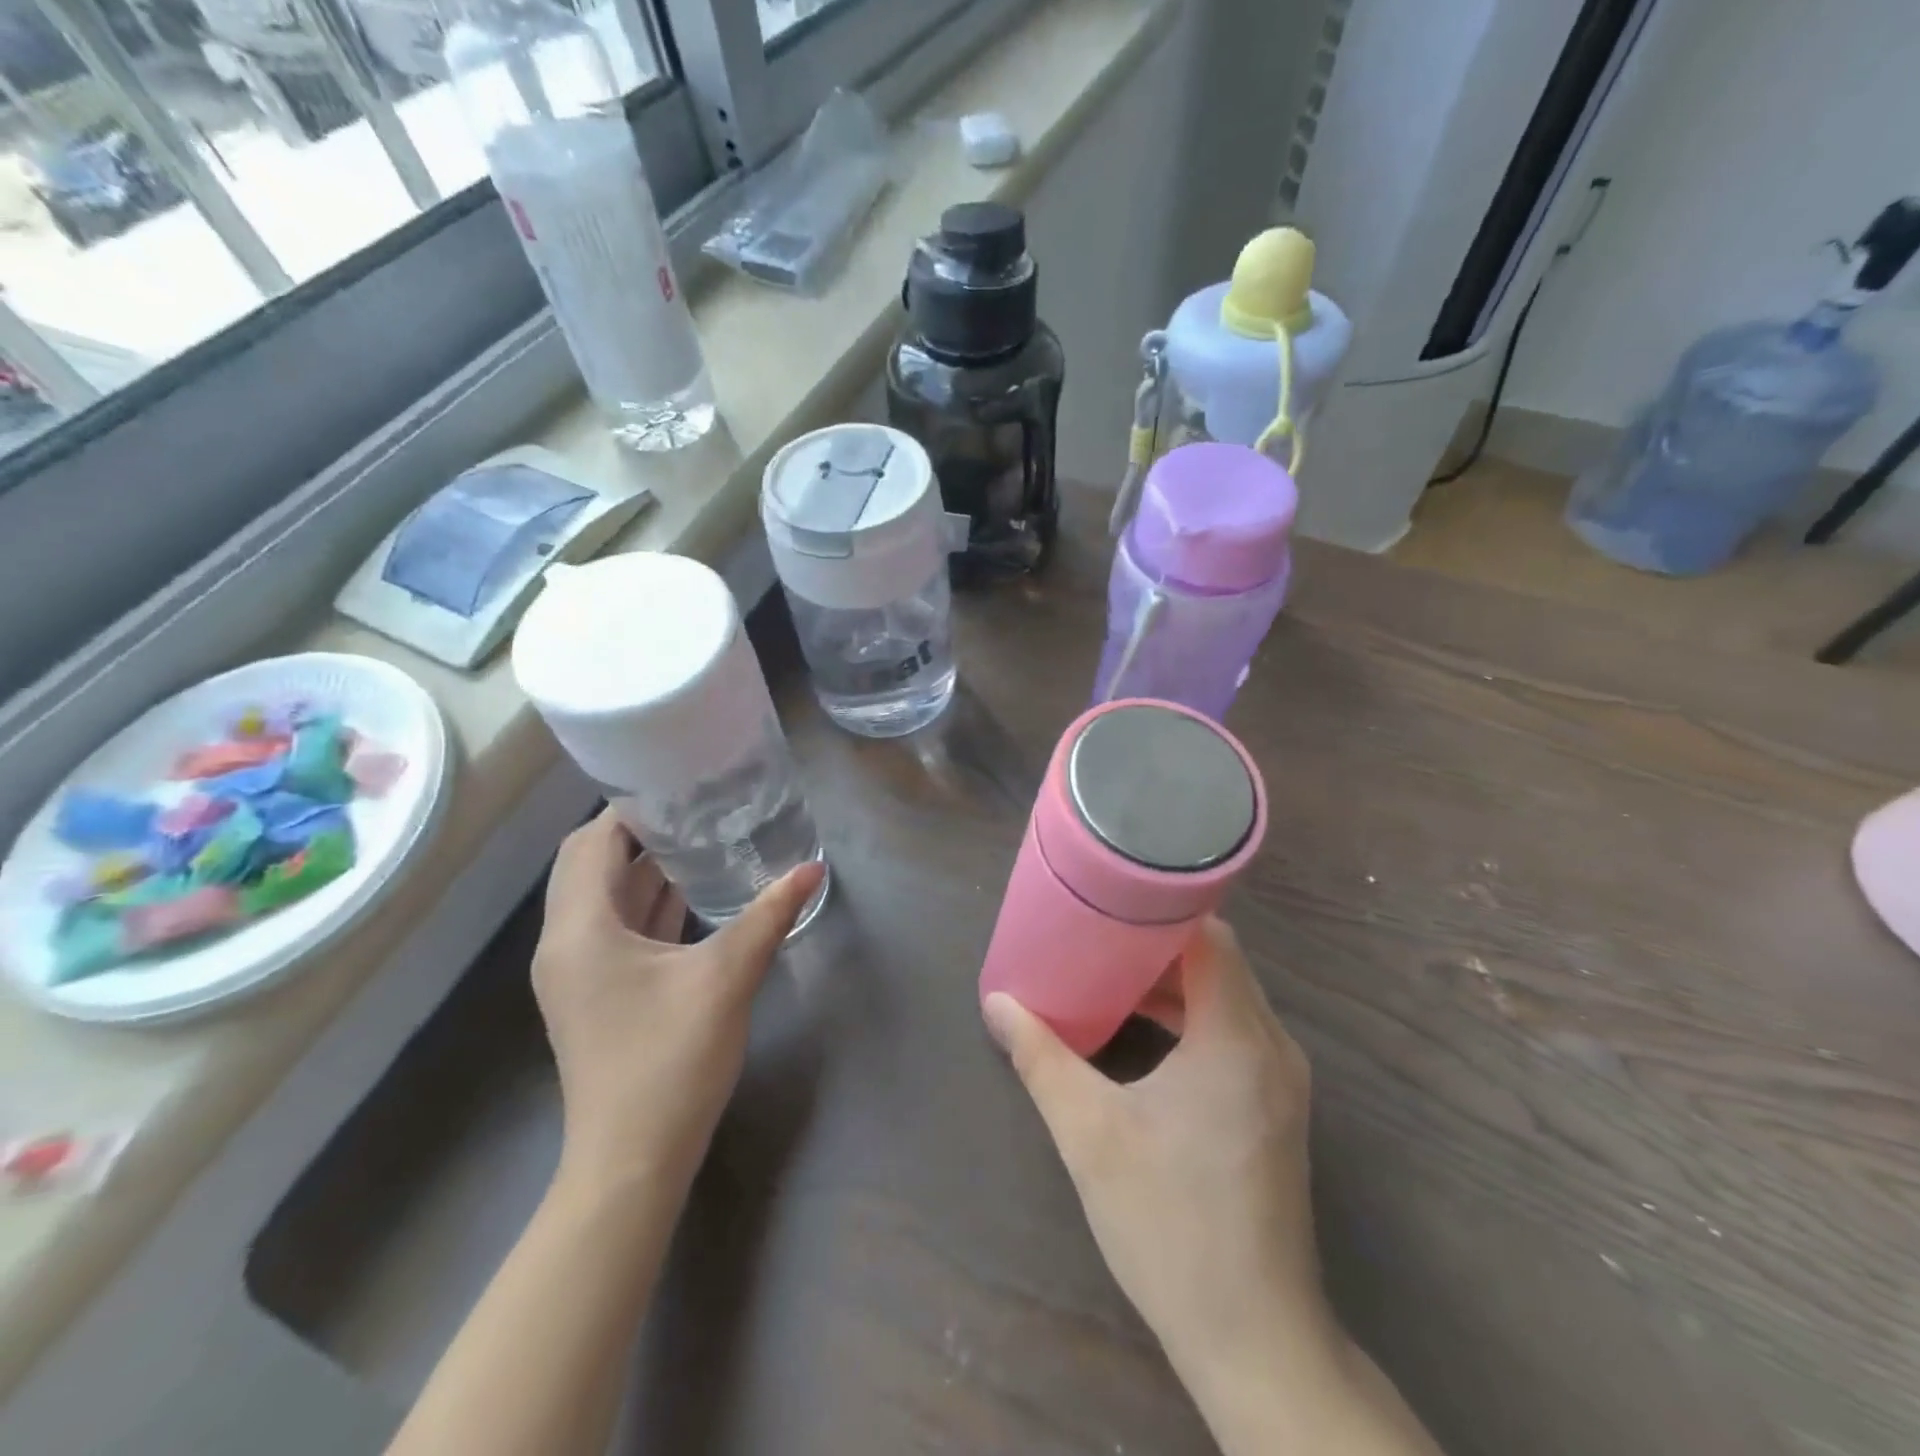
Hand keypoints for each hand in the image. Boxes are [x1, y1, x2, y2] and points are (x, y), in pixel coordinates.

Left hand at [533, 809, 824, 1203]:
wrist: (632, 1161)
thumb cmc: (670, 1060)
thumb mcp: (727, 978)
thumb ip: (769, 915)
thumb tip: (813, 867)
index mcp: (580, 929)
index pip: (593, 842)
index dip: (631, 808)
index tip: (680, 784)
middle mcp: (566, 943)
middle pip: (591, 865)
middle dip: (639, 833)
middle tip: (695, 807)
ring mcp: (577, 972)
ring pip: (604, 898)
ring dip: (644, 869)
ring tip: (701, 838)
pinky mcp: (596, 994)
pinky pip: (616, 929)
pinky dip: (648, 904)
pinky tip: (693, 894)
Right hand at [982, 918, 1331, 1384]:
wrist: (1254, 1338)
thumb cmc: (1170, 1224)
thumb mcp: (1090, 1134)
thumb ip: (1042, 1059)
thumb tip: (998, 1003)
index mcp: (1237, 1039)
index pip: (1211, 937)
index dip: (1161, 910)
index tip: (1110, 898)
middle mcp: (1272, 1047)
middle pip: (1218, 962)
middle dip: (1157, 944)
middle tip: (1096, 934)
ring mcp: (1281, 1080)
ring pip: (1227, 998)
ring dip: (1172, 984)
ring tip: (1108, 977)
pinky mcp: (1275, 1108)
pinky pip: (1233, 1033)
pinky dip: (1190, 1018)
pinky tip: (1143, 1033)